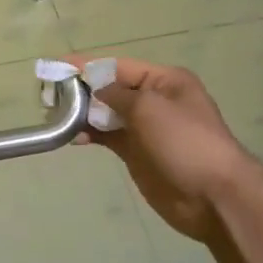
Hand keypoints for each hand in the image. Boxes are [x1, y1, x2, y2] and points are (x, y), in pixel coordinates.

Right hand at [73, 56, 255, 243]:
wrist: (213, 196)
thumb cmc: (184, 142)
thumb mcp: (149, 108)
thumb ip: (116, 95)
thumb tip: (94, 91)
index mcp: (164, 81)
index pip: (118, 66)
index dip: (87, 66)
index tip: (56, 67)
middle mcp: (154, 100)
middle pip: (110, 89)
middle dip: (82, 90)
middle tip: (49, 95)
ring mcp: (146, 128)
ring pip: (106, 113)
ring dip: (83, 113)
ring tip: (56, 116)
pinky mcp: (137, 153)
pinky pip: (107, 137)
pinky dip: (90, 134)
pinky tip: (71, 137)